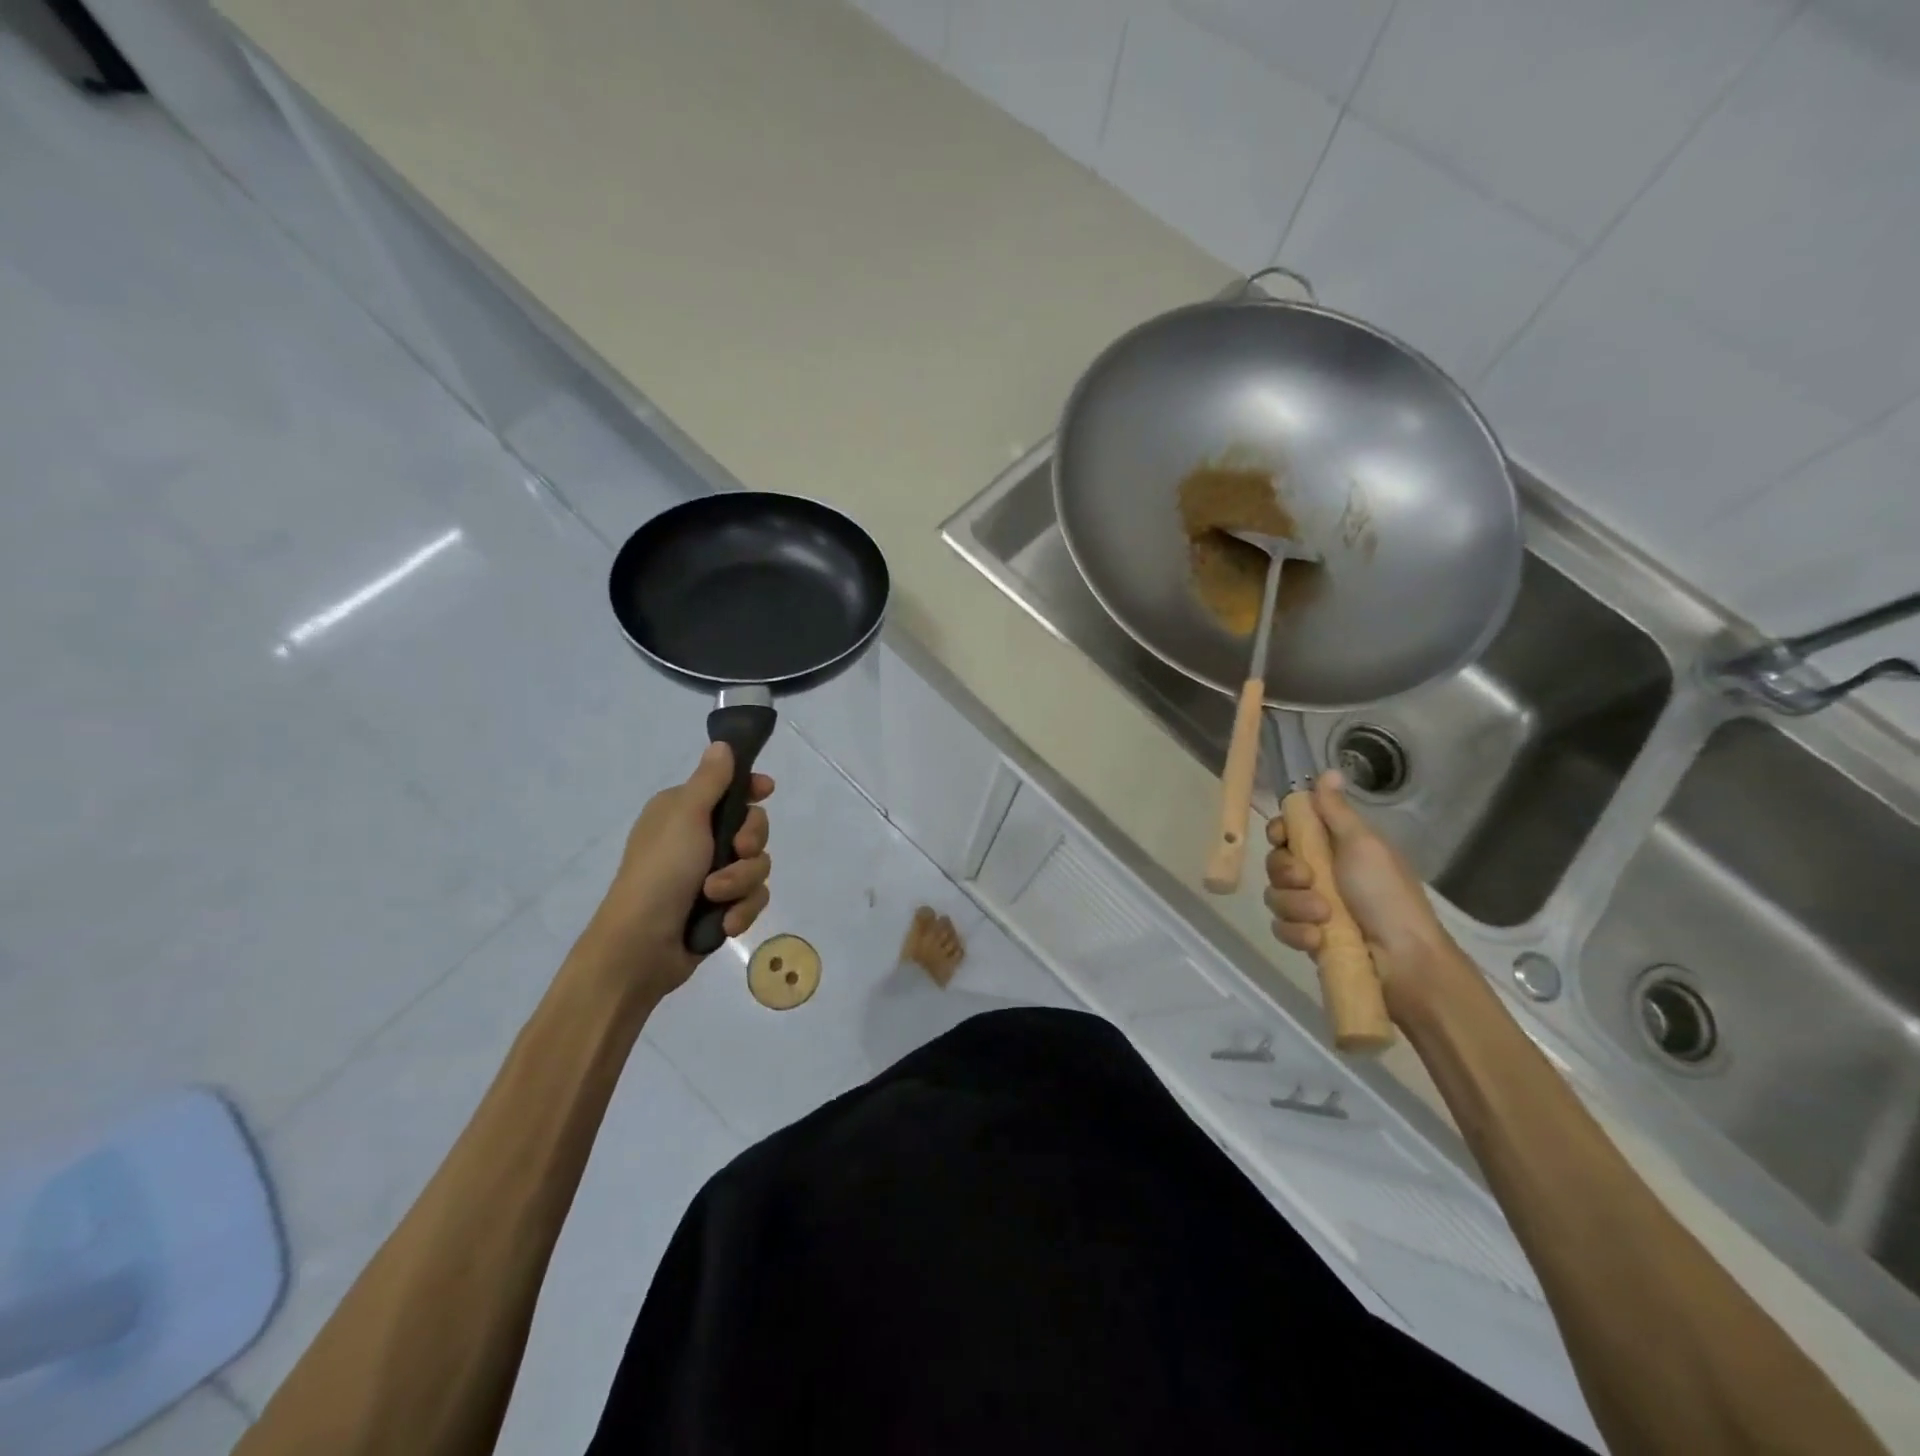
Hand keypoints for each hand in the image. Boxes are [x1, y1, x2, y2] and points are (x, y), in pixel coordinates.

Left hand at [581, 743, 773, 1002]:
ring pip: (757, 866)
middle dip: (750, 843)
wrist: (640, 948)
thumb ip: (711, 780)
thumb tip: (722, 744)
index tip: (765, 791)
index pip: (730, 788)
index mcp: (684, 811)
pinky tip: (723, 923)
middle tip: (737, 850)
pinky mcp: (720, 908)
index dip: (751, 789)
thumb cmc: (660, 872)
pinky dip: (740, 910)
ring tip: (716, 898)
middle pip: (753, 827)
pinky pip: (752, 899)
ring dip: (741, 883)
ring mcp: (710, 875)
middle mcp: (698, 839)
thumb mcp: (685, 816)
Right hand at [1263, 772, 1459, 1012]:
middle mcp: (1320, 874)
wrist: (1404, 961)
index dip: (1279, 832)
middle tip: (1309, 881)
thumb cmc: (1386, 895)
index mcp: (1335, 848)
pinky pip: (1281, 927)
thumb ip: (1336, 811)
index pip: (1289, 830)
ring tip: (1323, 918)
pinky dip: (1297, 933)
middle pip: (1276, 862)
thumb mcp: (1363, 845)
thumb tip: (1328, 771)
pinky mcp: (1308, 938)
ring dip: (1295, 905)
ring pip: (1276, 896)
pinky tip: (1317, 940)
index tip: (1282, 837)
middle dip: (1287, 872)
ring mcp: (1312, 908)